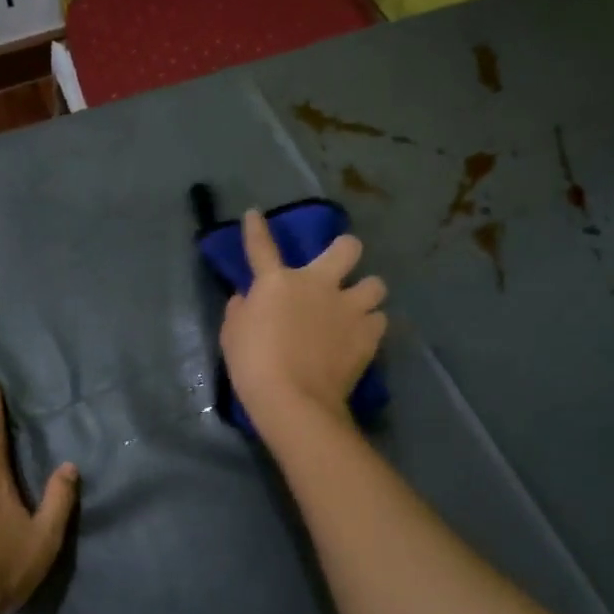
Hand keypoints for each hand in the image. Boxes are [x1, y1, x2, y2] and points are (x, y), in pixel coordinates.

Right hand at [220, 209, 386, 430]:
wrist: (293, 399)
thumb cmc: (253, 365)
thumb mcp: (232, 334)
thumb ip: (240, 310)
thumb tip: (246, 298)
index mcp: (278, 282)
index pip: (261, 246)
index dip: (256, 228)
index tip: (255, 214)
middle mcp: (318, 284)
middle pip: (347, 248)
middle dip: (346, 250)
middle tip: (340, 266)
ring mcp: (348, 308)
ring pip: (376, 285)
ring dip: (366, 294)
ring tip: (358, 308)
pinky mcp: (368, 335)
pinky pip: (380, 320)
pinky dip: (371, 326)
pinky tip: (362, 337)